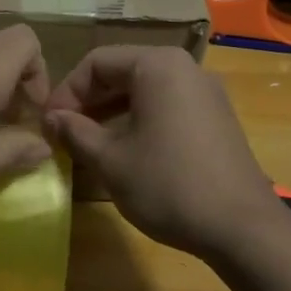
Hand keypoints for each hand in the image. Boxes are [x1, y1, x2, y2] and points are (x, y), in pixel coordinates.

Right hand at [45, 46, 275, 257]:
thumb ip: (75, 132)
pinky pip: (167, 106)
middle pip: (123, 71)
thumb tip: (52, 118)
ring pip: (145, 91)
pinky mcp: (216, 118)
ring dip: (111, 112)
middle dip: (88, 101)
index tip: (49, 124)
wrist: (242, 227)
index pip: (97, 62)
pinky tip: (124, 151)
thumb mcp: (110, 160)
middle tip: (64, 133)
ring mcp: (206, 93)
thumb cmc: (168, 186)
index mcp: (158, 67)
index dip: (66, 91)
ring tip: (87, 144)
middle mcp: (185, 69)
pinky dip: (139, 120)